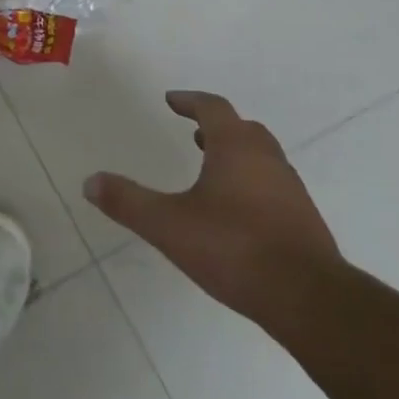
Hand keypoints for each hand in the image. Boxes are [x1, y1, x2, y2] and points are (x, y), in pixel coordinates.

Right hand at [84, 91, 340, 326]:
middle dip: (216, 127)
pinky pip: (272, 186)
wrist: (307, 297)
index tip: (172, 100)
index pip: (213, 109)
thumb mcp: (168, 225)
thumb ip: (128, 202)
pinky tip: (235, 212)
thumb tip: (90, 181)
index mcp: (236, 148)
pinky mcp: (302, 220)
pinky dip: (250, 183)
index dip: (190, 101)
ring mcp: (290, 190)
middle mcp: (268, 160)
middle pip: (243, 129)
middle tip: (193, 133)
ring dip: (235, 154)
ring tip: (210, 169)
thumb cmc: (234, 248)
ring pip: (261, 157)